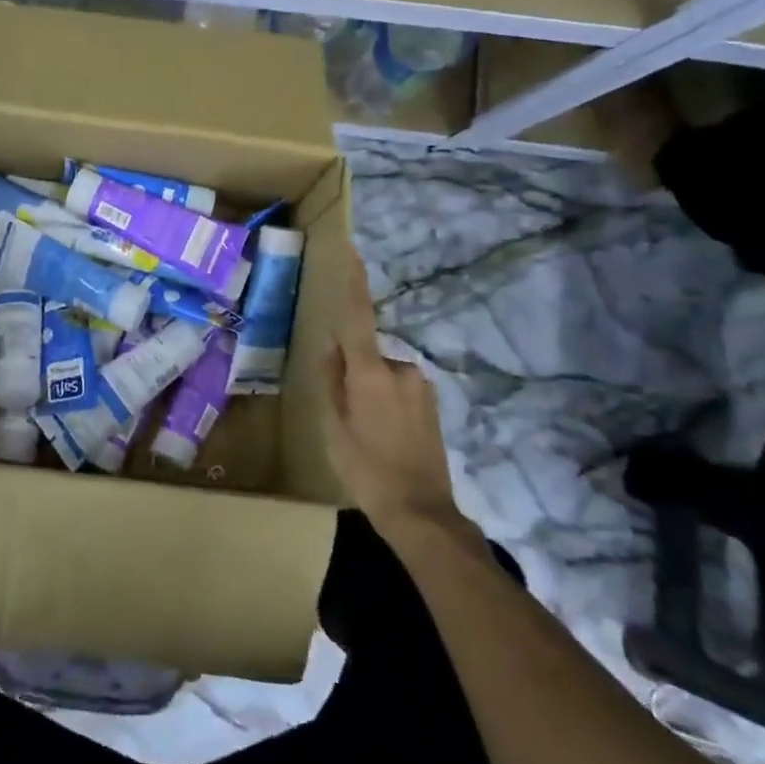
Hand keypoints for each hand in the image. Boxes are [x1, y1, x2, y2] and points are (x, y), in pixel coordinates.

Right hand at [324, 260, 463, 542]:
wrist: (421, 512)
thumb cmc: (366, 470)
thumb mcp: (334, 428)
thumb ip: (332, 382)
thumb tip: (334, 347)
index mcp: (371, 375)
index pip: (358, 319)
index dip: (354, 284)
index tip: (351, 251)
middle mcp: (401, 370)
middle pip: (366, 356)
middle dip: (352, 373)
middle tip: (345, 416)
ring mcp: (421, 386)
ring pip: (382, 375)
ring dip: (370, 391)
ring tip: (365, 435)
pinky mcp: (432, 402)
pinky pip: (398, 389)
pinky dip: (386, 403)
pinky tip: (385, 439)